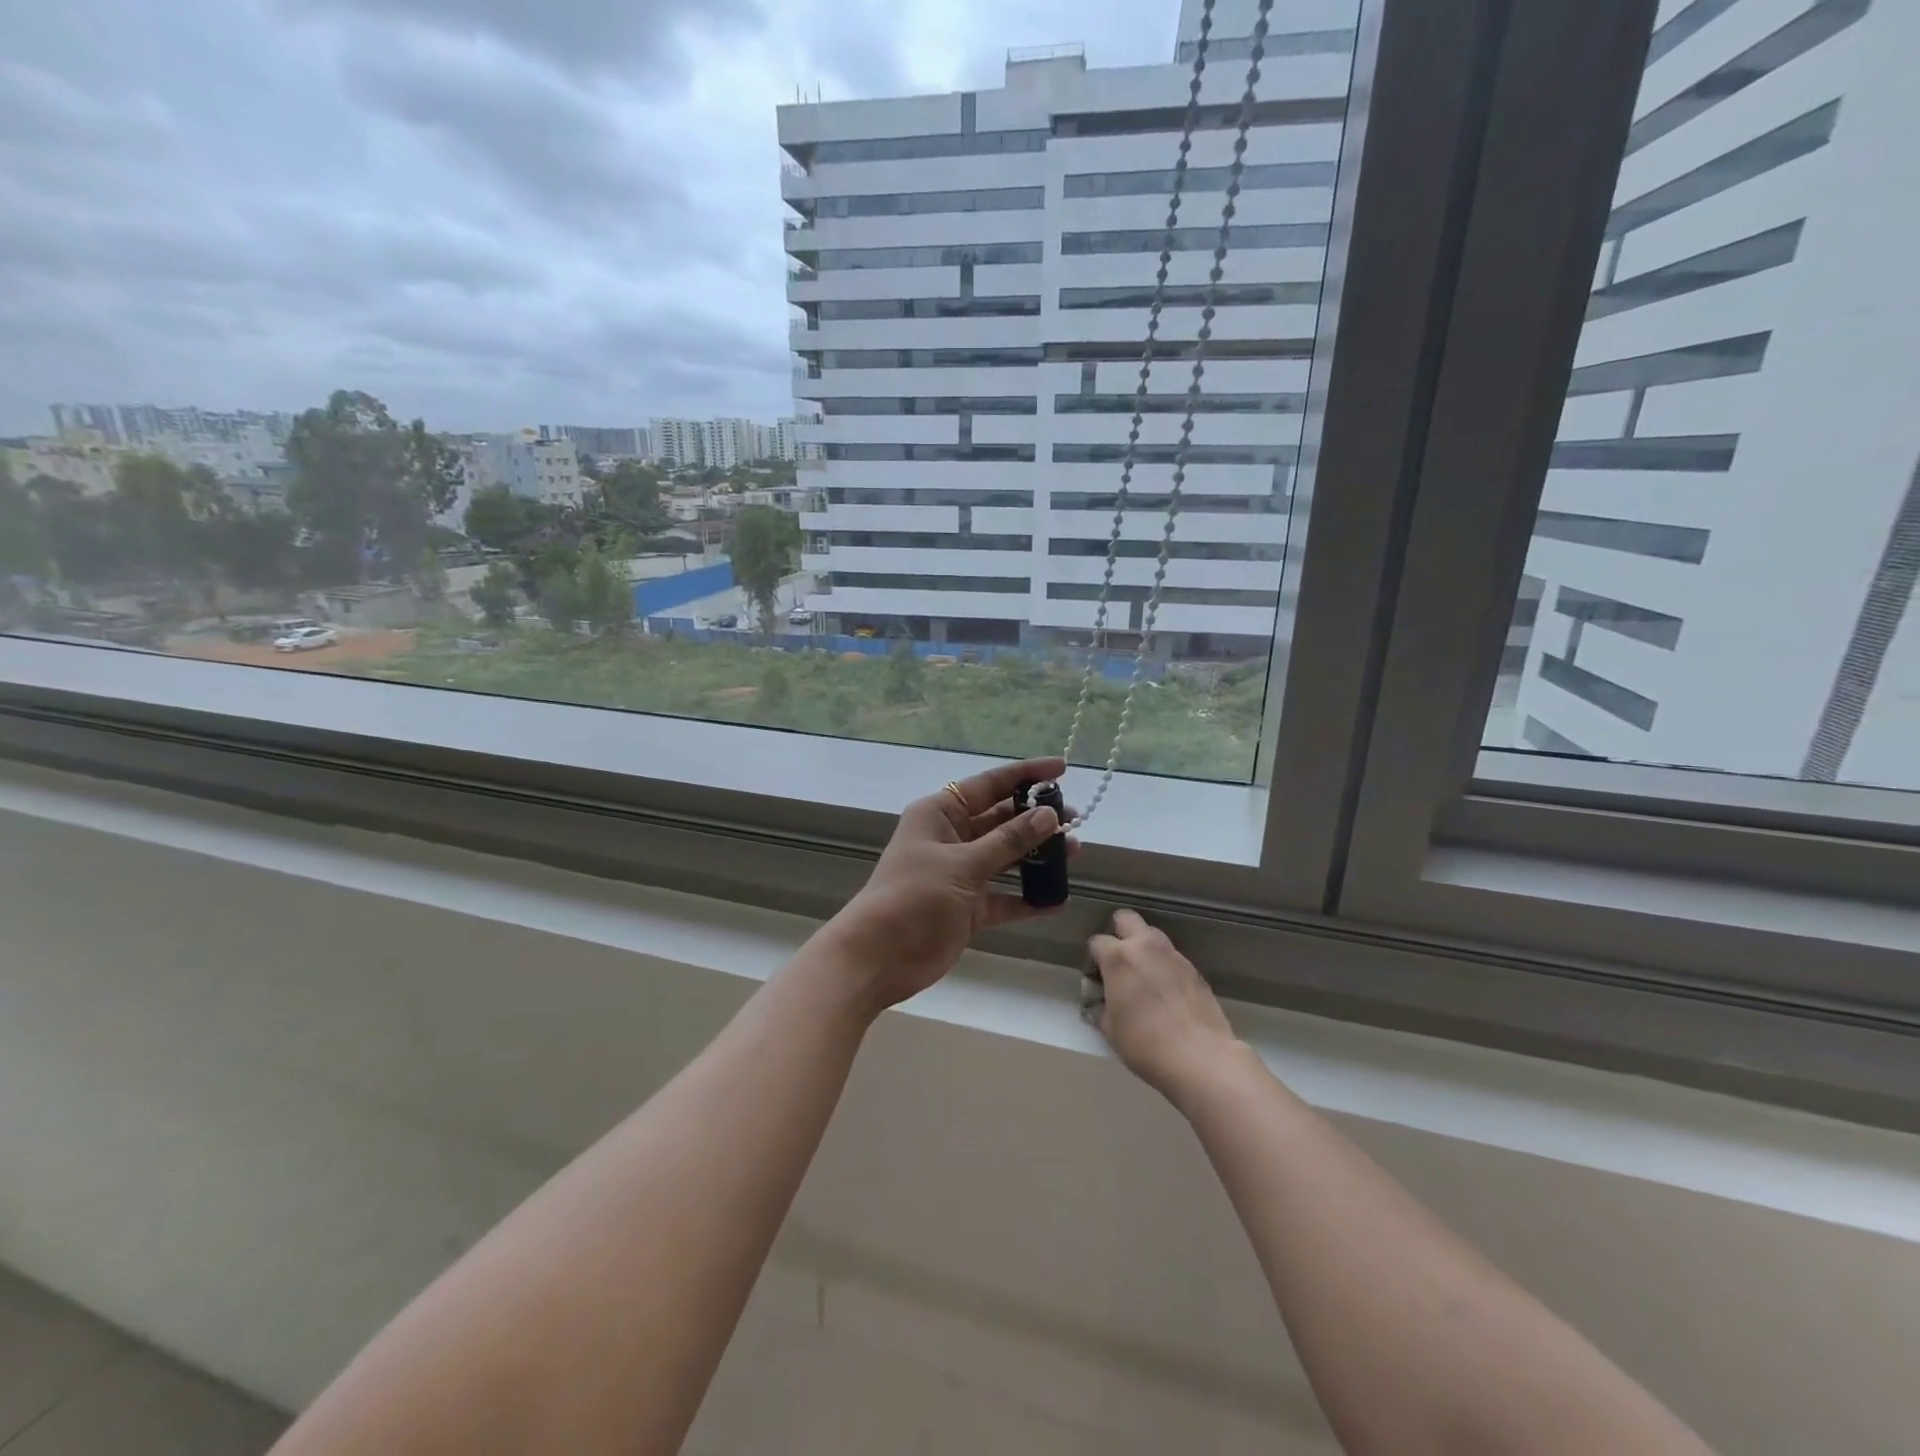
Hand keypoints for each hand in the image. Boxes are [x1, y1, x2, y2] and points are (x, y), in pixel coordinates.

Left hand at [825, 757, 1077, 1013]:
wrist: (879, 957)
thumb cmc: (915, 897)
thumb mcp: (964, 864)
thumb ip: (1009, 841)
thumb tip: (1049, 815)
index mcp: (941, 813)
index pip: (989, 784)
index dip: (1026, 774)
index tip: (1062, 768)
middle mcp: (951, 838)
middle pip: (1001, 820)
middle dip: (1037, 817)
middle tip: (1075, 818)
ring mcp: (960, 874)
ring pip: (1006, 857)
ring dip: (1037, 855)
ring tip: (1075, 852)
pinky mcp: (968, 907)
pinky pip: (1004, 897)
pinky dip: (1028, 898)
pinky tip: (1057, 898)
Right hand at [1088, 910, 1240, 1103]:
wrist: (1201, 1057)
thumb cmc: (1145, 1044)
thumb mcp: (1111, 1030)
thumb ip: (1101, 1007)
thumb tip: (1102, 1003)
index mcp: (1118, 957)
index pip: (1097, 942)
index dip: (1093, 960)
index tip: (1097, 980)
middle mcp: (1145, 947)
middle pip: (1126, 919)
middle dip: (1119, 933)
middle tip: (1119, 963)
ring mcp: (1173, 955)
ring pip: (1153, 936)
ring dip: (1144, 948)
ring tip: (1145, 978)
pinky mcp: (1195, 969)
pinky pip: (1172, 958)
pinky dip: (1165, 967)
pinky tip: (1167, 993)